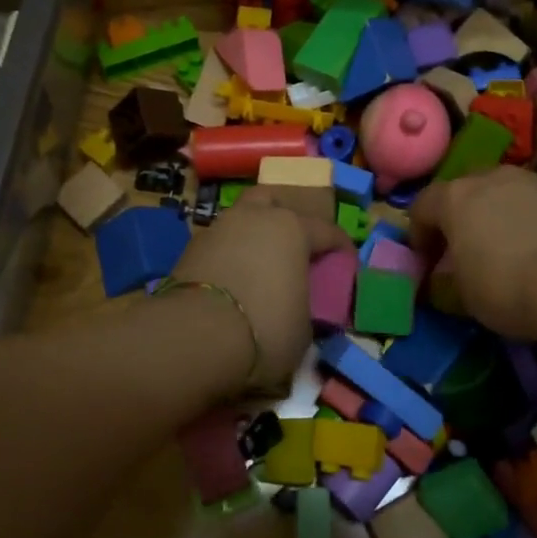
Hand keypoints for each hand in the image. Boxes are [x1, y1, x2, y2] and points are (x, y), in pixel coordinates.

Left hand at [171, 191, 351, 390]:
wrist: (193, 336)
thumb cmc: (265, 328)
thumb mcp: (303, 330)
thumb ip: (305, 309)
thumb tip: (298, 310)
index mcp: (292, 228)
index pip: (326, 231)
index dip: (340, 246)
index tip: (346, 260)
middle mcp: (255, 217)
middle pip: (274, 201)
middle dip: (285, 217)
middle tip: (293, 243)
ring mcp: (219, 228)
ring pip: (241, 219)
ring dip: (252, 234)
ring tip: (259, 263)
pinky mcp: (189, 249)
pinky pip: (219, 244)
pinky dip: (228, 255)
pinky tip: (232, 278)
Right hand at [410, 166, 536, 340]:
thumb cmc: (507, 286)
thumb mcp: (464, 295)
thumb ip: (448, 278)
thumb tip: (445, 275)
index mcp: (454, 198)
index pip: (422, 206)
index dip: (418, 234)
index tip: (426, 261)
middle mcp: (487, 177)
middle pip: (462, 191)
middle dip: (457, 217)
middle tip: (462, 249)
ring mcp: (527, 180)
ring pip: (498, 192)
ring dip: (493, 214)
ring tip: (502, 246)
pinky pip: (529, 202)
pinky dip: (524, 218)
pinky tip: (534, 246)